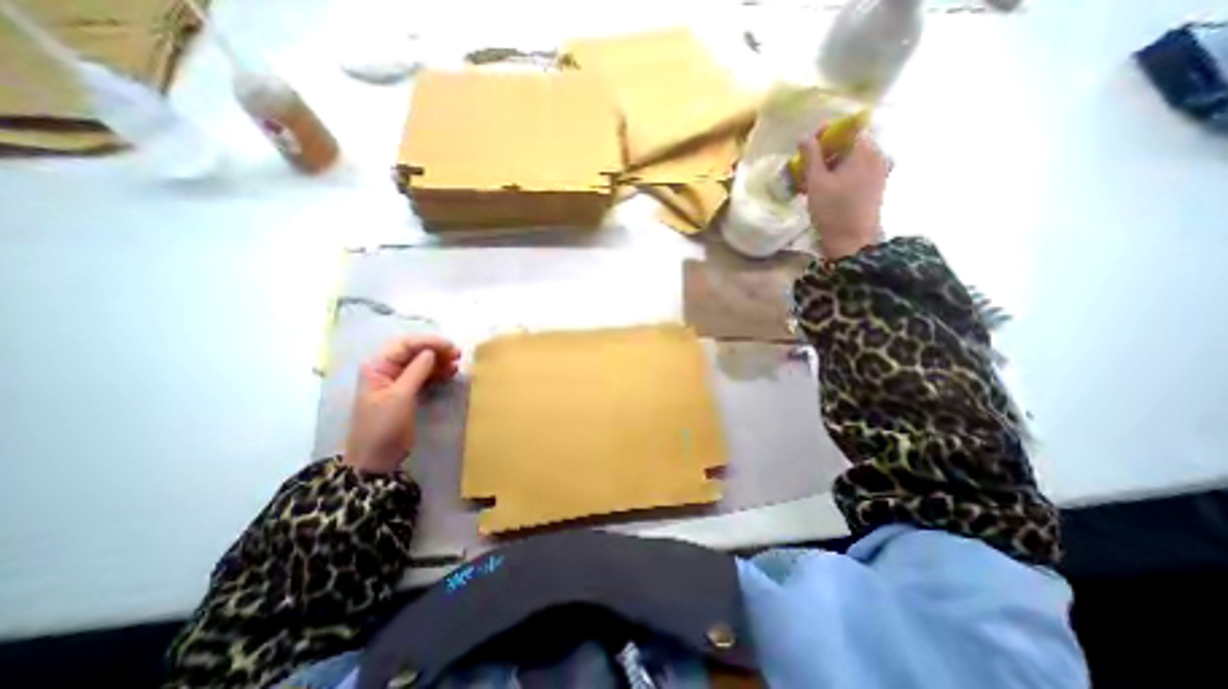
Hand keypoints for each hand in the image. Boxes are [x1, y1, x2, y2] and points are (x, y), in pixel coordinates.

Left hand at [343, 333, 461, 472]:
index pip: (405, 344)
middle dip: (436, 350)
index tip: (451, 347)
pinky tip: (451, 373)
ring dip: (439, 361)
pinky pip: (424, 375)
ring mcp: (397, 381)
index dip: (429, 342)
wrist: (376, 459)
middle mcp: (386, 369)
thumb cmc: (383, 426)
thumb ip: (416, 371)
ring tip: (457, 364)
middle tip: (458, 355)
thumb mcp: (400, 397)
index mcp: (378, 366)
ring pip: (421, 363)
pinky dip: (438, 372)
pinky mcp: (407, 392)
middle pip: (414, 351)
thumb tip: (432, 351)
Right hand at [803, 133, 886, 261]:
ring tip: (812, 180)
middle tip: (806, 166)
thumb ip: (811, 156)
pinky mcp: (875, 186)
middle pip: (849, 143)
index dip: (825, 133)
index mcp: (864, 150)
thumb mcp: (816, 182)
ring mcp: (878, 171)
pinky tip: (825, 188)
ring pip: (852, 159)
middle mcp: (876, 155)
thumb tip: (804, 137)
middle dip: (826, 151)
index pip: (846, 128)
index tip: (806, 146)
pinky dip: (840, 175)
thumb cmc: (833, 210)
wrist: (852, 241)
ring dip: (831, 165)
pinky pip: (856, 171)